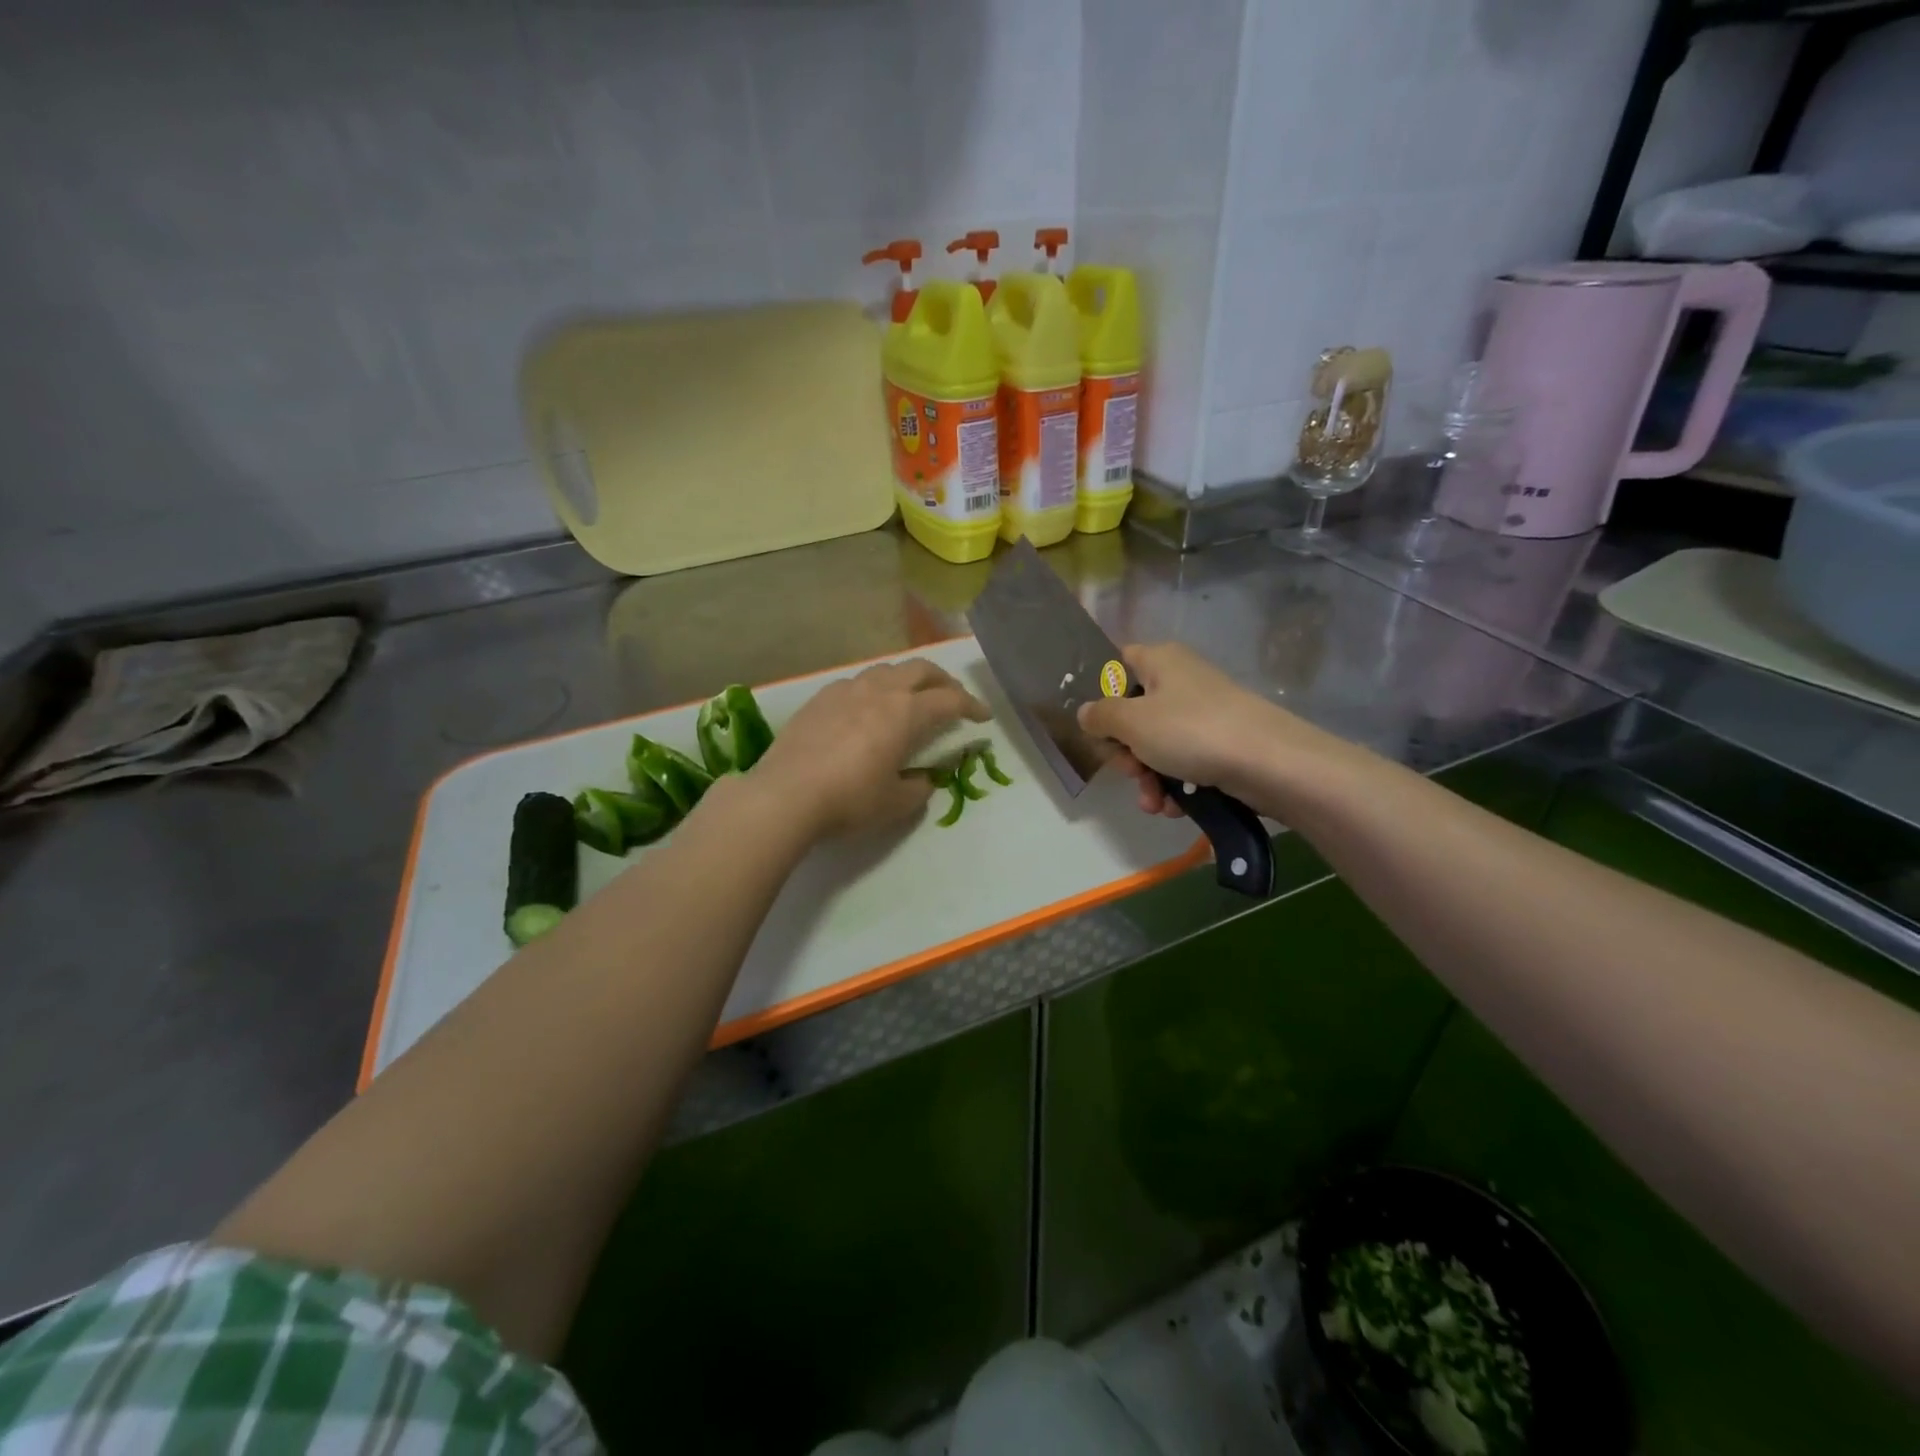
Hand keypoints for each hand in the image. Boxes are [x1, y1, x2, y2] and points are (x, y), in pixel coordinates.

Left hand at [752, 659, 989, 837]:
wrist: (785, 795)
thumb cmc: (850, 799)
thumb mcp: (895, 803)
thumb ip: (917, 787)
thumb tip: (922, 779)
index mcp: (905, 713)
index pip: (949, 701)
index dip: (972, 706)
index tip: (983, 716)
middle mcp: (879, 691)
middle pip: (920, 669)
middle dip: (943, 680)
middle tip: (952, 697)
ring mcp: (845, 690)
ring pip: (886, 670)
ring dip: (907, 679)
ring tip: (909, 698)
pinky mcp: (819, 699)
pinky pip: (855, 682)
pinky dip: (874, 689)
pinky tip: (866, 709)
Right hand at [1076, 643, 1345, 817]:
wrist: (1270, 763)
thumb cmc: (1192, 731)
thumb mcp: (1132, 722)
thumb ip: (1100, 716)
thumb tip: (1086, 713)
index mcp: (1159, 661)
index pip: (1117, 664)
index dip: (1101, 693)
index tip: (1094, 726)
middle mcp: (1181, 681)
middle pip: (1133, 713)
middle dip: (1126, 752)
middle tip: (1129, 771)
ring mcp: (1203, 714)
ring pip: (1157, 745)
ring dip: (1147, 778)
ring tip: (1154, 802)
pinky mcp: (1221, 745)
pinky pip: (1184, 763)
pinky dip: (1176, 785)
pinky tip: (1175, 806)